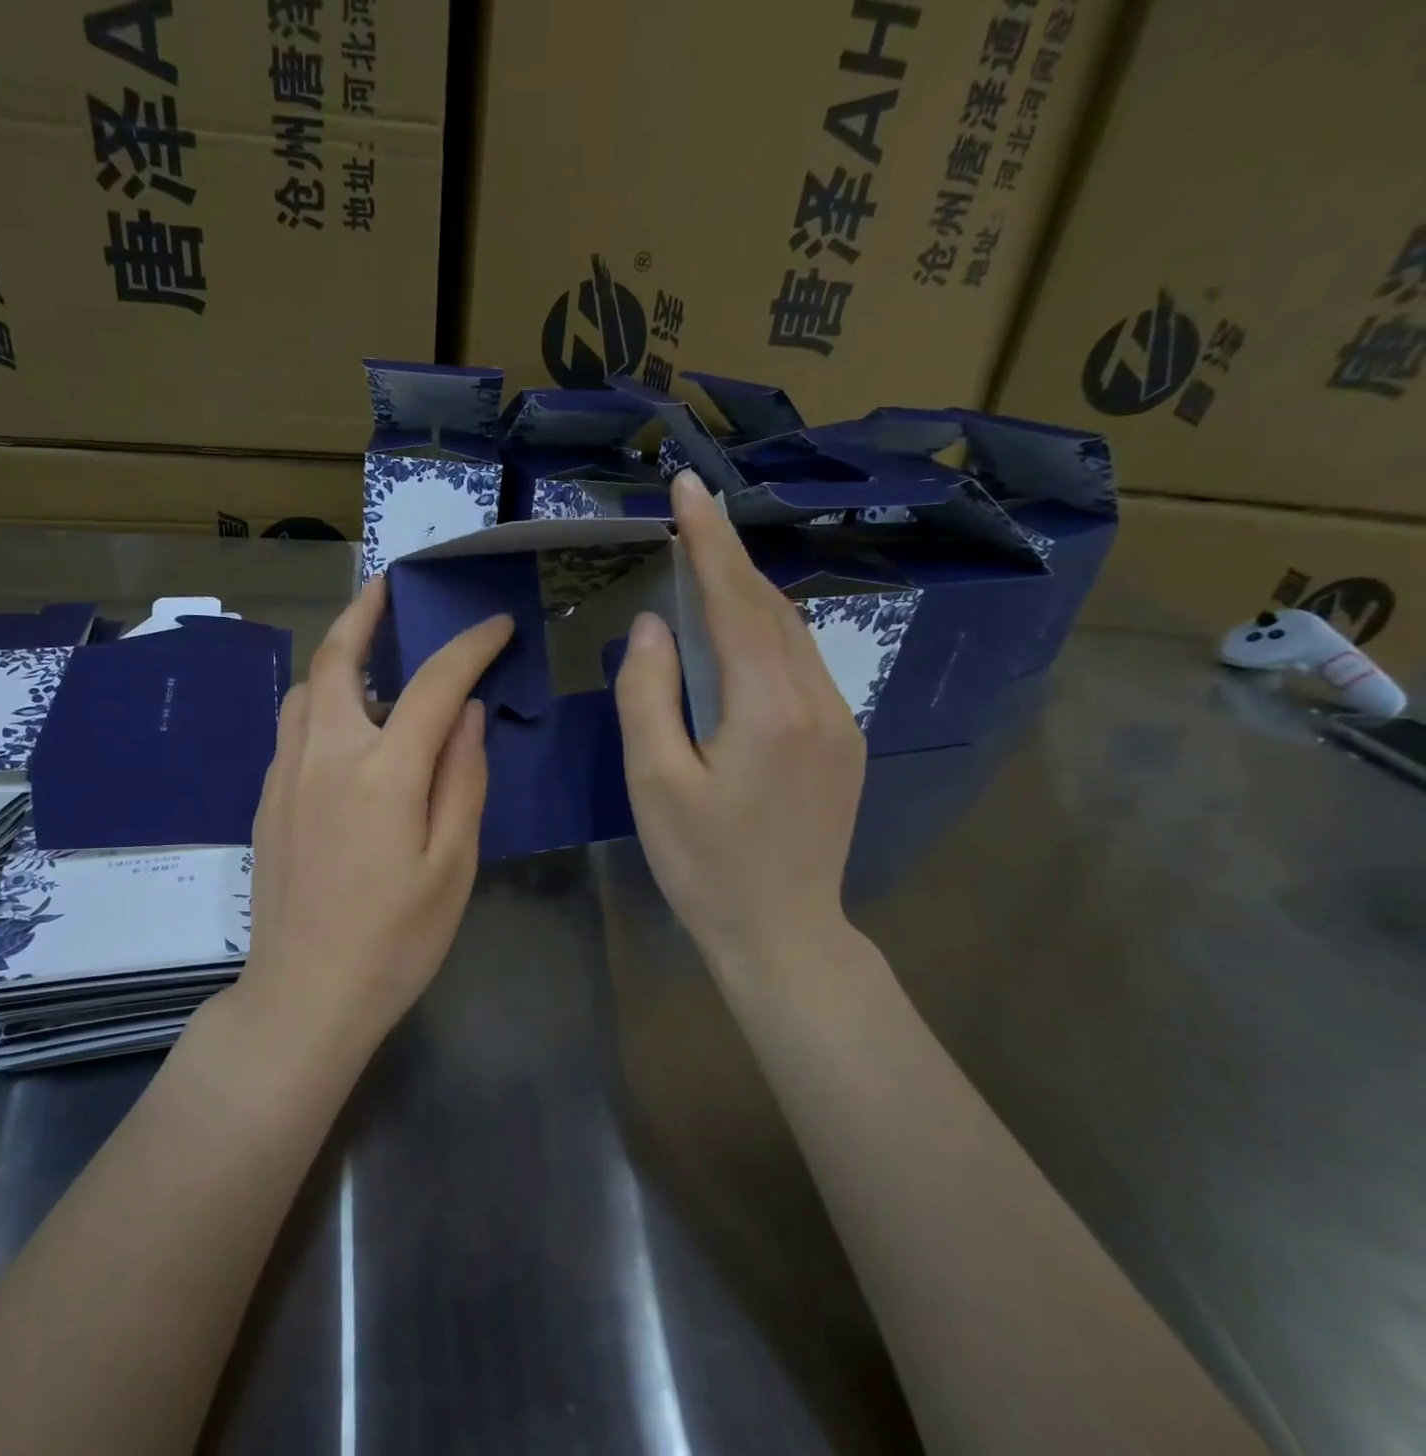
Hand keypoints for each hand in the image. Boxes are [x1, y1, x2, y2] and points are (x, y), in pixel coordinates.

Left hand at [237, 575, 514, 1050]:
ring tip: (372, 663)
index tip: (495, 626)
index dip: (469, 647)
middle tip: (388, 588)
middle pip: (337, 658)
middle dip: (365, 613)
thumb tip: (467, 713)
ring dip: (338, 659)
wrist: (303, 997)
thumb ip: (461, 778)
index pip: (432, 684)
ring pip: (306, 690)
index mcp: (381, 773)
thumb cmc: (394, 940)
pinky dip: (321, 703)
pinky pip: (293, 727)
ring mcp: (285, 774)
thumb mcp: (451, 864)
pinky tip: (345, 732)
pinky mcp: (265, 798)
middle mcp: (324, 755)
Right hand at [614, 470, 865, 974]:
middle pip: (769, 607)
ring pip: (793, 634)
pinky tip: (743, 637)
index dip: (708, 540)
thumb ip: (649, 696)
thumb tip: (653, 627)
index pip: (734, 601)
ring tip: (708, 566)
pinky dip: (768, 633)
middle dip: (729, 555)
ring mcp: (840, 722)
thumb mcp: (656, 782)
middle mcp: (816, 700)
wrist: (783, 933)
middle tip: (693, 514)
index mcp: (767, 706)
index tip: (689, 486)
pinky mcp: (843, 744)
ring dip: (749, 593)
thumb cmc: (705, 864)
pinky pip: (804, 666)